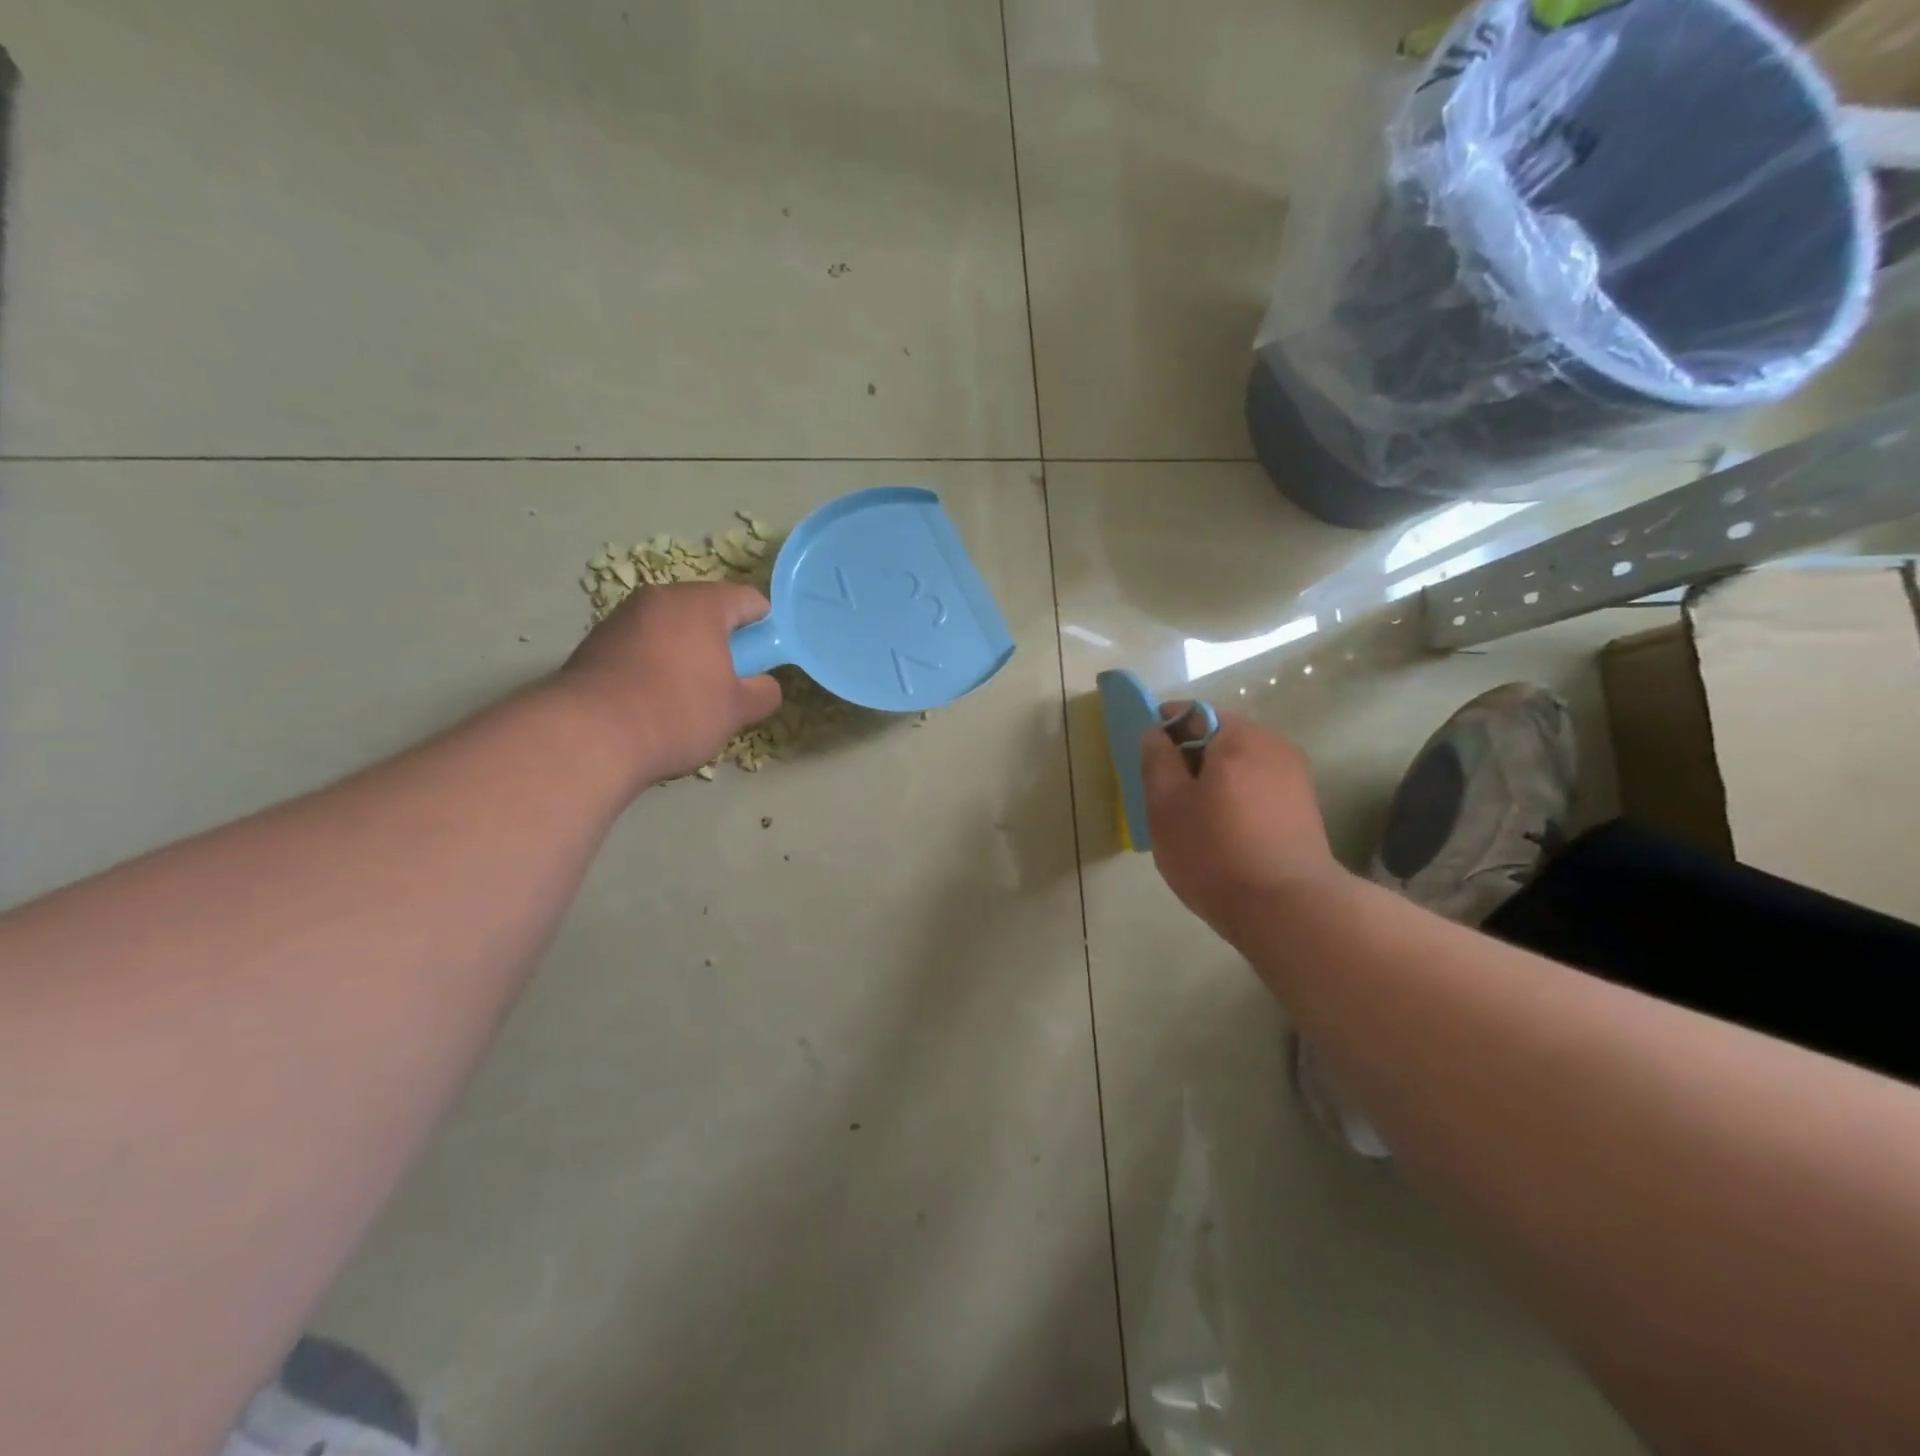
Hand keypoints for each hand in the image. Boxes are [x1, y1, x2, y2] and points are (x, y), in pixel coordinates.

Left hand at [557, 582, 782, 784]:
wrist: (589, 736)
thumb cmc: (677, 712)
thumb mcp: (737, 710)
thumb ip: (763, 692)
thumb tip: (763, 686)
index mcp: (700, 603)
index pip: (748, 599)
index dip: (765, 628)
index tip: (764, 661)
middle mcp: (659, 598)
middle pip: (706, 611)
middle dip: (723, 642)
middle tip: (729, 683)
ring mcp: (622, 617)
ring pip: (672, 628)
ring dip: (688, 653)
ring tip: (688, 697)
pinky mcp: (596, 642)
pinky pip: (643, 645)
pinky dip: (656, 664)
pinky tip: (654, 700)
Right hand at [1142, 707, 1342, 940]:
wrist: (1288, 910)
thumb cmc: (1215, 852)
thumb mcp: (1166, 806)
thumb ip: (1156, 761)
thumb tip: (1154, 733)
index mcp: (1238, 737)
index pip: (1192, 712)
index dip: (1162, 727)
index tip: (1144, 757)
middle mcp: (1273, 746)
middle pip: (1218, 737)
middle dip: (1188, 758)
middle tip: (1162, 793)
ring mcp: (1294, 777)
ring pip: (1238, 765)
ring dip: (1211, 780)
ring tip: (1191, 818)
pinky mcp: (1304, 809)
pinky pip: (1257, 788)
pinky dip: (1234, 798)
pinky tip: (1221, 833)